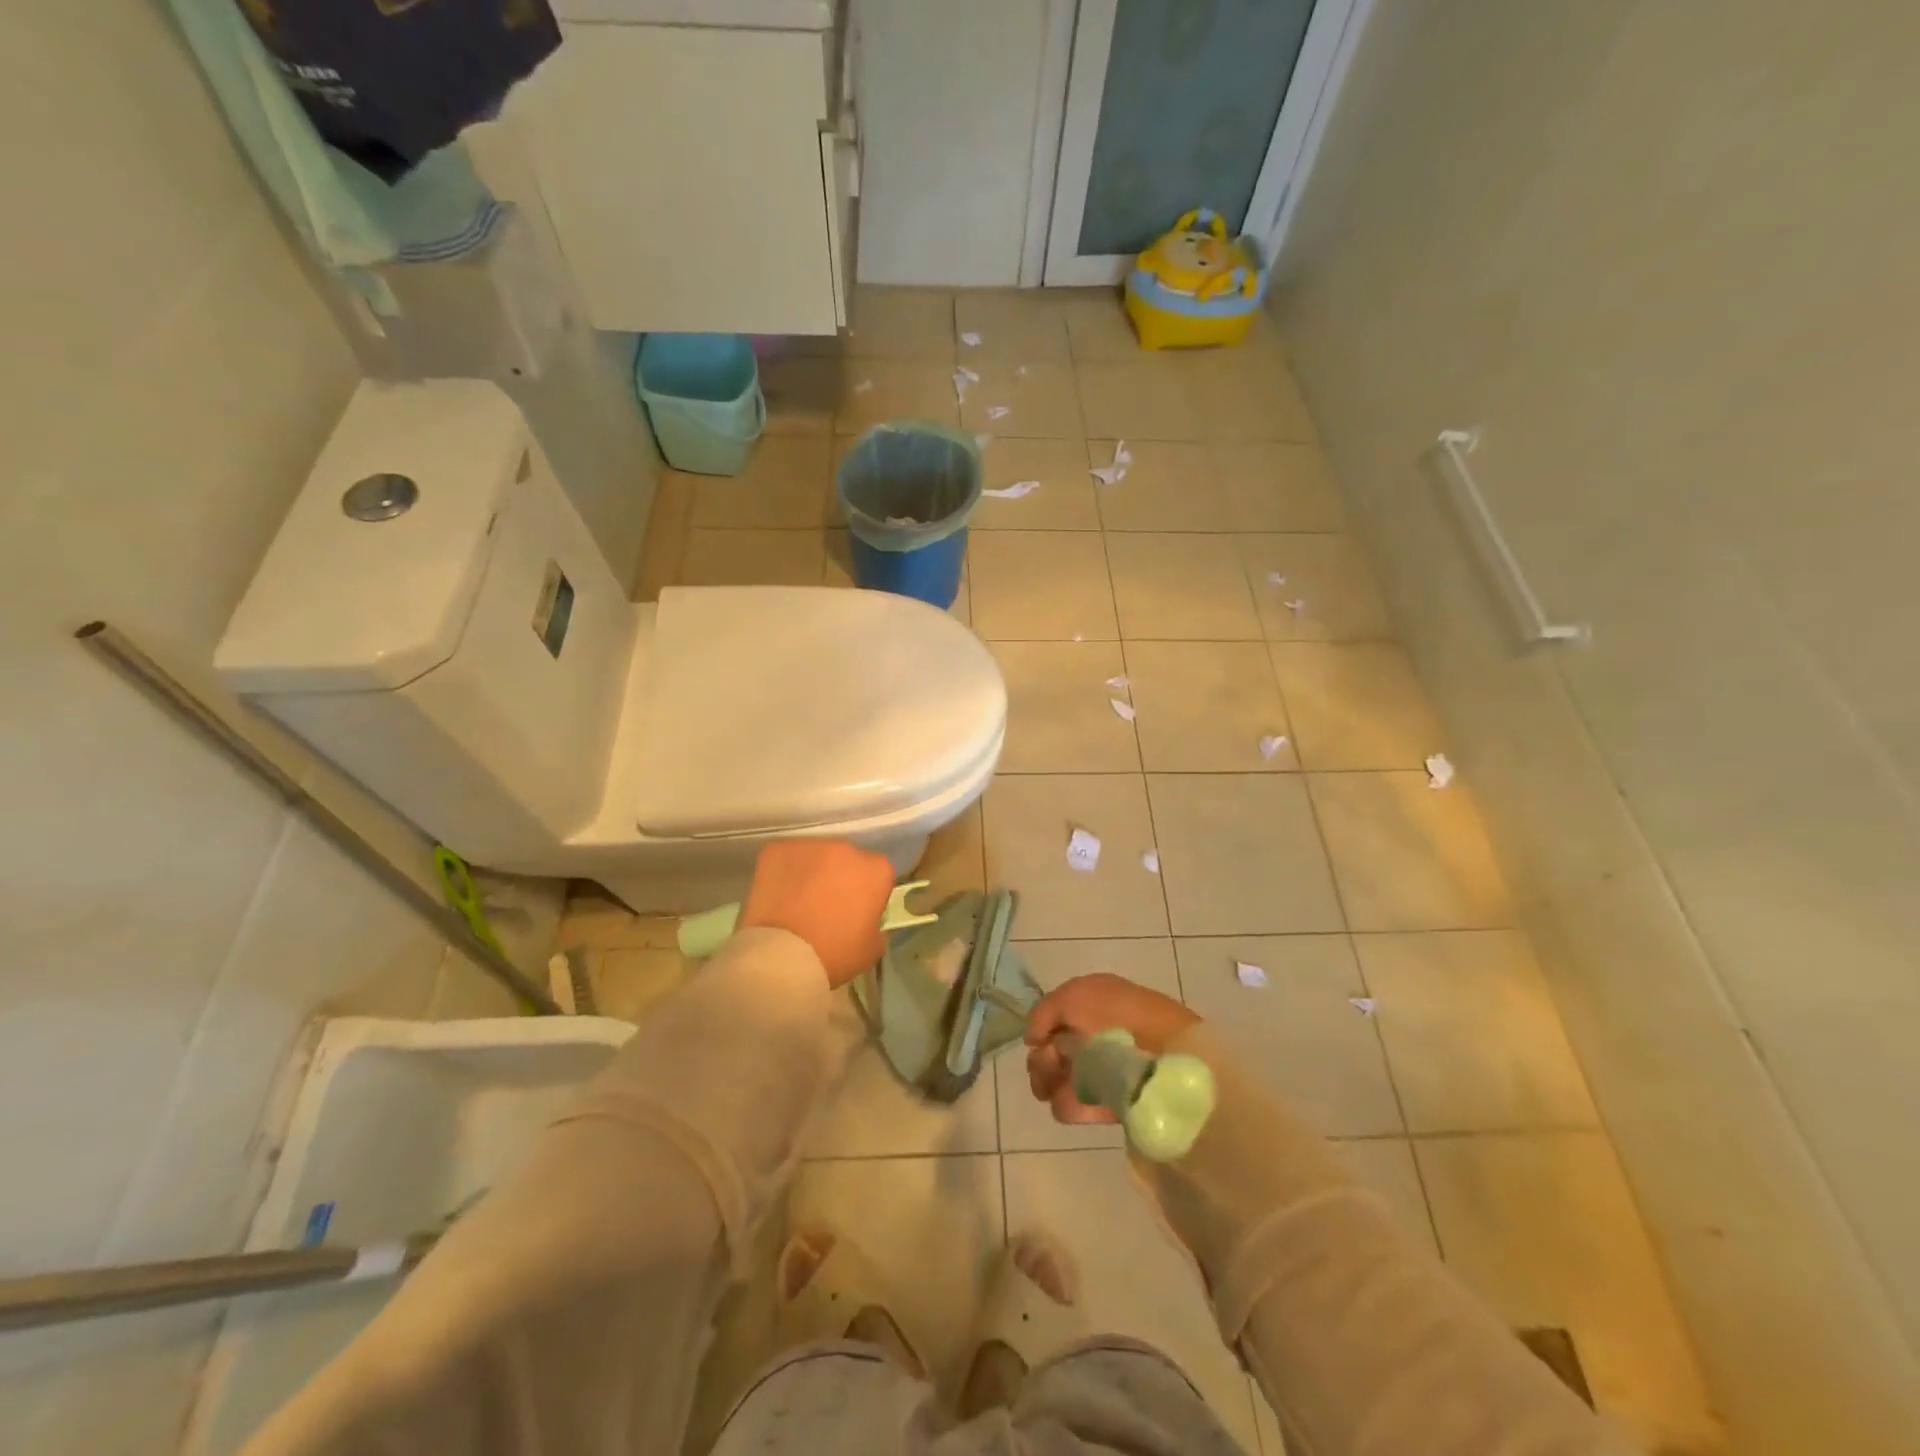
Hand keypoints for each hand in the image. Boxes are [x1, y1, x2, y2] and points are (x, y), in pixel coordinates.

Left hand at [738, 839, 895, 987]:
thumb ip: (876, 925)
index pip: (878, 874)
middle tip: (826, 905)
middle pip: (846, 859)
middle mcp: (846, 848)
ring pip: (815, 855)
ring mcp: (810, 845)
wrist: (783, 956)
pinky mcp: (777, 848)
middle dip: (840, 877)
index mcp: (876, 870)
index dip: (867, 892)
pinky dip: (783, 872)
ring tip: (797, 900)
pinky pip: (785, 857)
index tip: (857, 911)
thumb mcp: (872, 948)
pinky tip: (777, 895)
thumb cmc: (835, 954)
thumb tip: (866, 919)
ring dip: (812, 872)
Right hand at [1025, 974, 1199, 1124]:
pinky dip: (1069, 1104)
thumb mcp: (1075, 995)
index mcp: (1091, 1006)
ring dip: (1050, 1081)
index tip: (1041, 1039)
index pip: (1052, 1020)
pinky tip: (1079, 1098)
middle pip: (1049, 1051)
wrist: (1166, 1056)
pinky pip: (1070, 1106)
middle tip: (1053, 1062)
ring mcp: (1099, 1072)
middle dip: (1042, 1059)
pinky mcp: (1107, 1104)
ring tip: (1063, 1082)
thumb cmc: (1119, 1016)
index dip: (1042, 1029)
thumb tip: (1033, 1040)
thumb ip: (1044, 1012)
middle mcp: (1093, 1036)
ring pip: (1053, 1080)